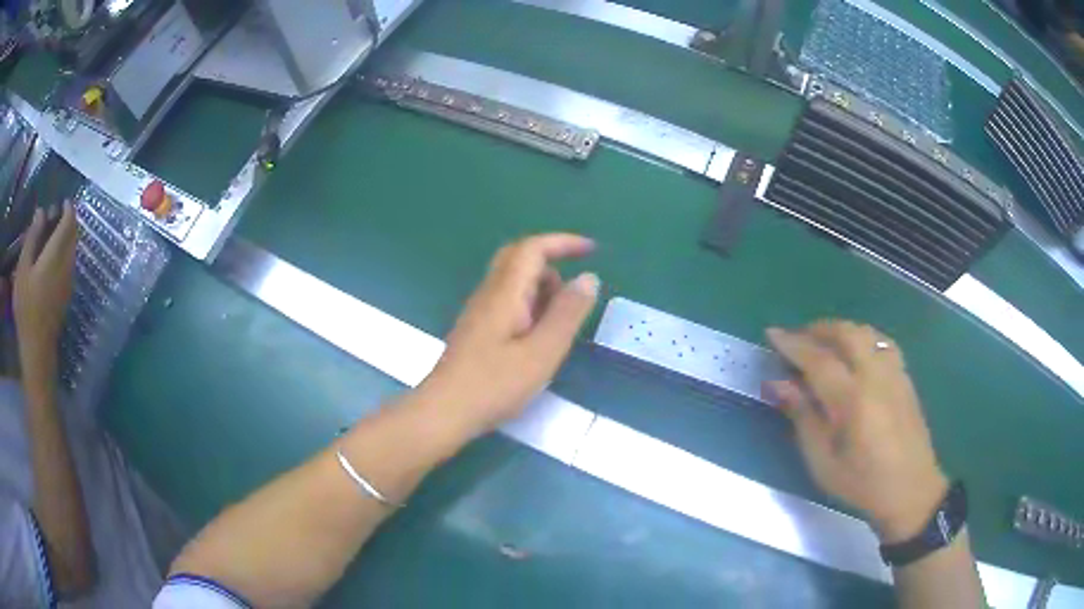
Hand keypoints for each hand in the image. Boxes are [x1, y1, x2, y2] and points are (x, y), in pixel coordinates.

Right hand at [14, 203, 78, 378]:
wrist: (37, 348)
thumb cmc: (26, 307)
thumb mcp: (23, 268)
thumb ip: (32, 237)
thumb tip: (41, 212)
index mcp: (56, 255)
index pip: (69, 224)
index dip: (68, 209)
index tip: (63, 201)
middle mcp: (67, 265)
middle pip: (73, 235)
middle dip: (67, 221)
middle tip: (54, 216)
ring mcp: (69, 282)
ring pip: (73, 250)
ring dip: (66, 237)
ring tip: (51, 234)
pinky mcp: (67, 295)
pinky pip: (70, 264)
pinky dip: (65, 252)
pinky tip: (53, 257)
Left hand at [418, 234, 599, 437]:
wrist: (444, 411)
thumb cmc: (494, 385)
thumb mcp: (542, 352)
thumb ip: (567, 314)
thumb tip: (588, 277)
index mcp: (505, 292)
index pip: (533, 248)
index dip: (563, 242)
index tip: (592, 250)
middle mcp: (489, 293)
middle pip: (519, 258)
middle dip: (552, 263)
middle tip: (574, 293)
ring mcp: (479, 311)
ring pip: (513, 281)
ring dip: (541, 289)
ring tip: (559, 325)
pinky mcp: (477, 329)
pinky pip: (507, 301)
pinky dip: (529, 306)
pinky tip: (536, 338)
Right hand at [766, 321, 947, 542]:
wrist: (910, 491)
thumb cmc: (861, 484)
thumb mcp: (823, 463)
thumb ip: (803, 418)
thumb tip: (779, 384)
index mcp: (853, 400)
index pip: (818, 359)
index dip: (793, 344)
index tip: (772, 333)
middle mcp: (876, 377)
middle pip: (846, 333)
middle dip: (818, 329)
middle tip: (797, 337)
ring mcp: (895, 373)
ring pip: (867, 332)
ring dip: (842, 329)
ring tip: (825, 342)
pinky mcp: (905, 378)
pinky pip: (882, 342)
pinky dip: (863, 337)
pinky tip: (856, 353)